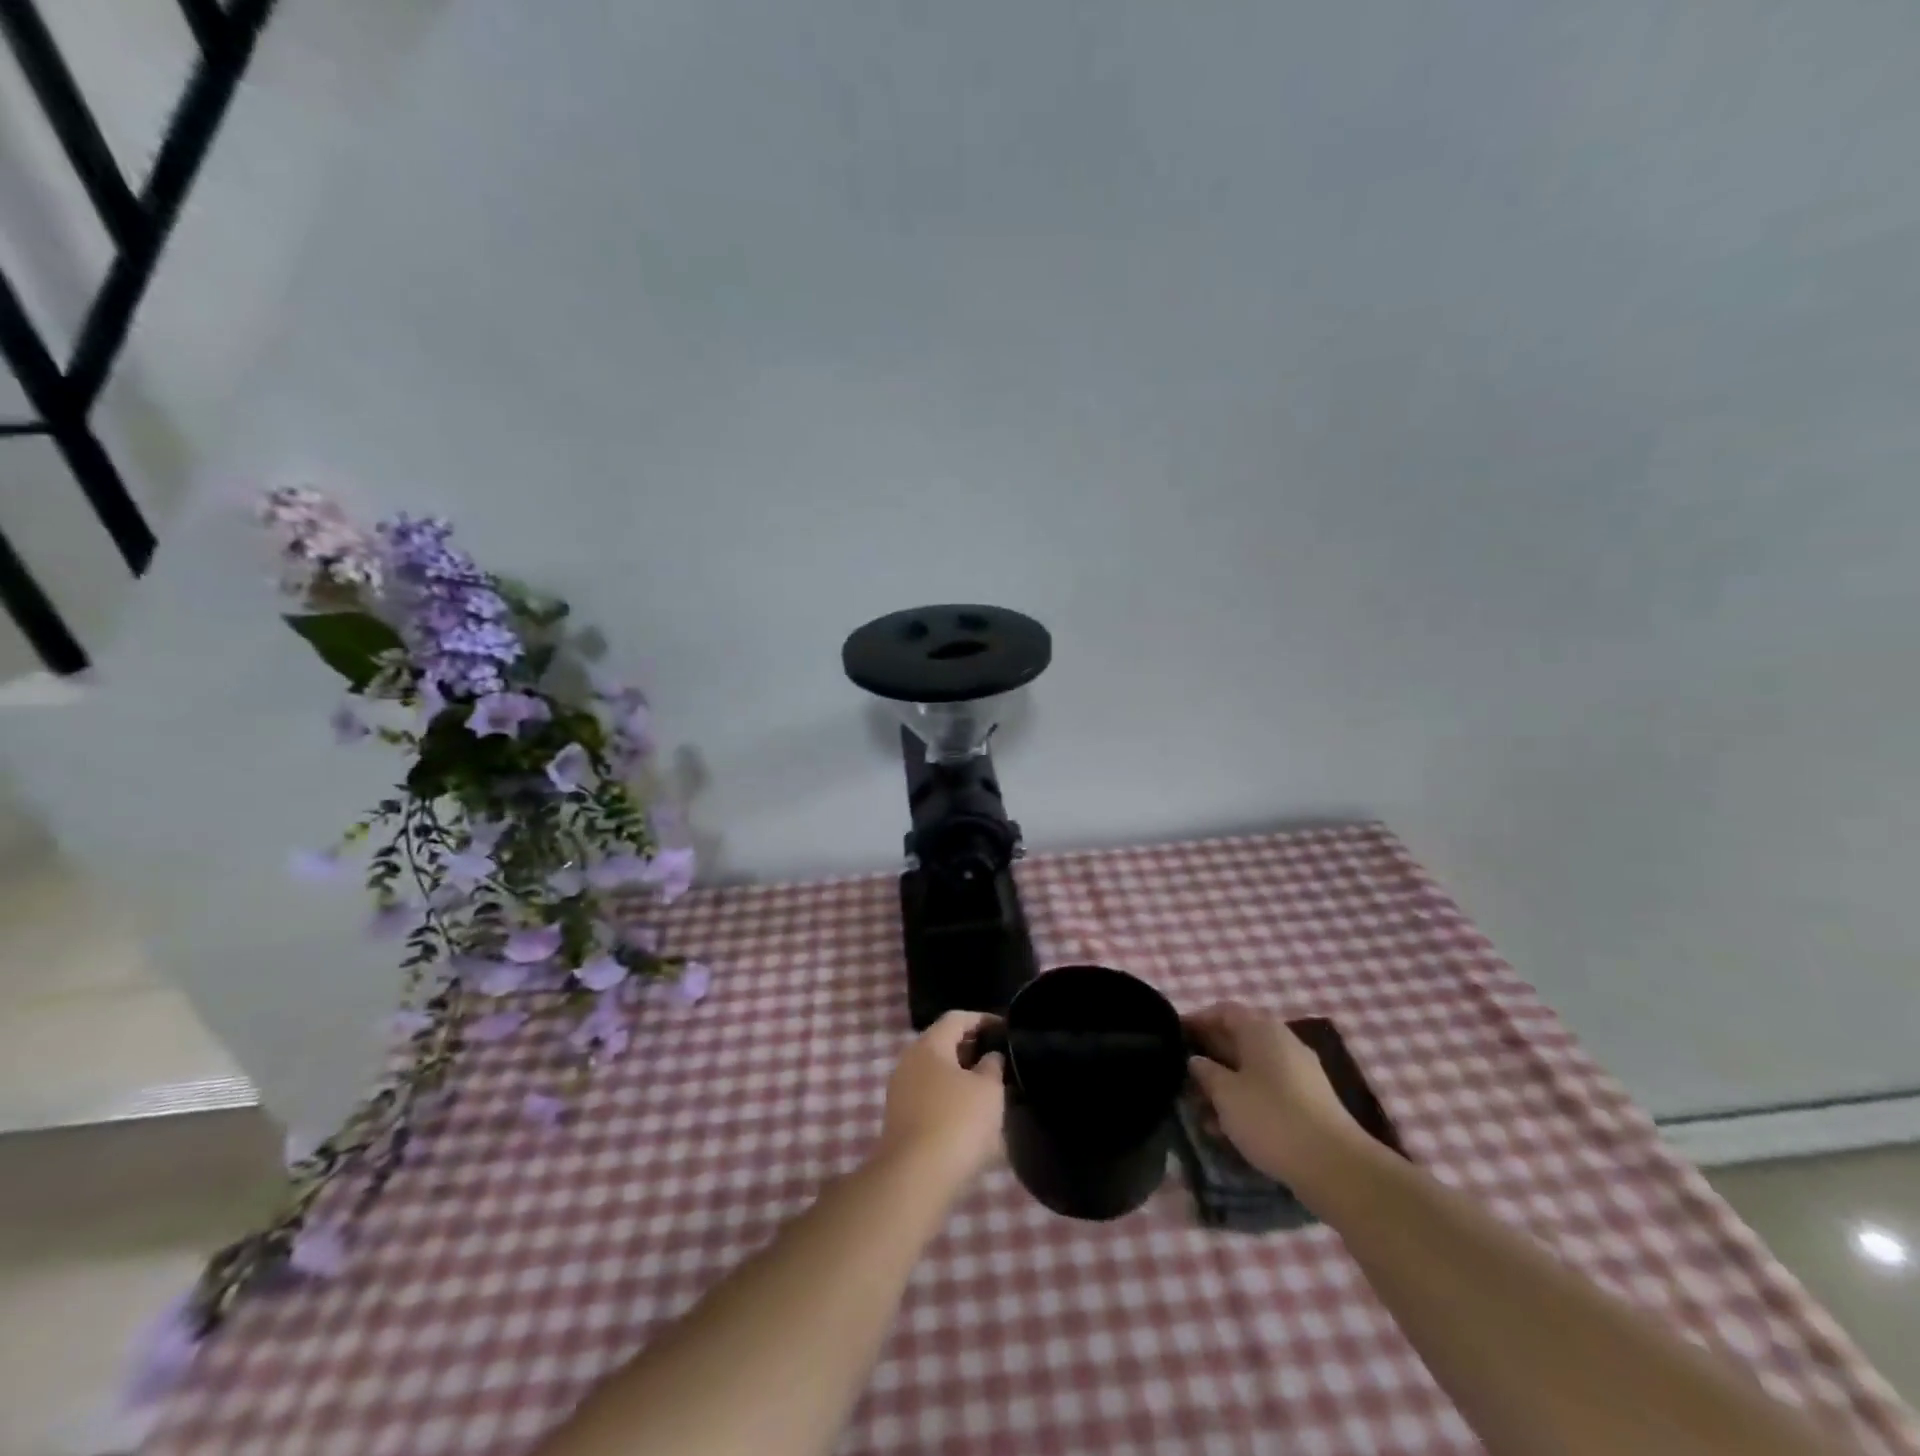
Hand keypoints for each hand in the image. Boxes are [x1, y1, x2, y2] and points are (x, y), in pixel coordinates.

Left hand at [875, 1011, 1006, 1191]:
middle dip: (972, 1050)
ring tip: (990, 1093)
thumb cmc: (957, 1122)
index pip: (956, 1018)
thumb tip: (989, 1057)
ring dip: (962, 1079)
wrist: (914, 1179)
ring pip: (936, 1074)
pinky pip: (930, 1099)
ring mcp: (901, 1092)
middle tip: (1000, 1062)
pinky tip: (970, 1120)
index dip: (982, 1019)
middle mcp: (909, 1061)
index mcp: (929, 1045)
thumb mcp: (989, 1090)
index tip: (1005, 1030)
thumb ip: (992, 1066)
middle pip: (943, 1044)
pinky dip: (951, 1101)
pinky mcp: (900, 1121)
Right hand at [1185, 1002, 1364, 1184]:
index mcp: (1261, 1029)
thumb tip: (1196, 1061)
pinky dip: (1246, 1100)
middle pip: (1238, 1038)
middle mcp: (1282, 1042)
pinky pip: (1268, 1090)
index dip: (1197, 1020)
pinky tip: (1227, 1128)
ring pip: (1251, 1068)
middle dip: (1209, 1055)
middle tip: (1182, 1074)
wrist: (1336, 1167)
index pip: (1223, 1011)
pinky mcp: (1309, 1102)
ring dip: (1225, 1083)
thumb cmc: (1271, 1118)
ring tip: (1200, 1109)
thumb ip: (1205, 1072)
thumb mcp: (1225, 1093)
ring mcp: (1299, 1072)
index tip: (1173, 1036)